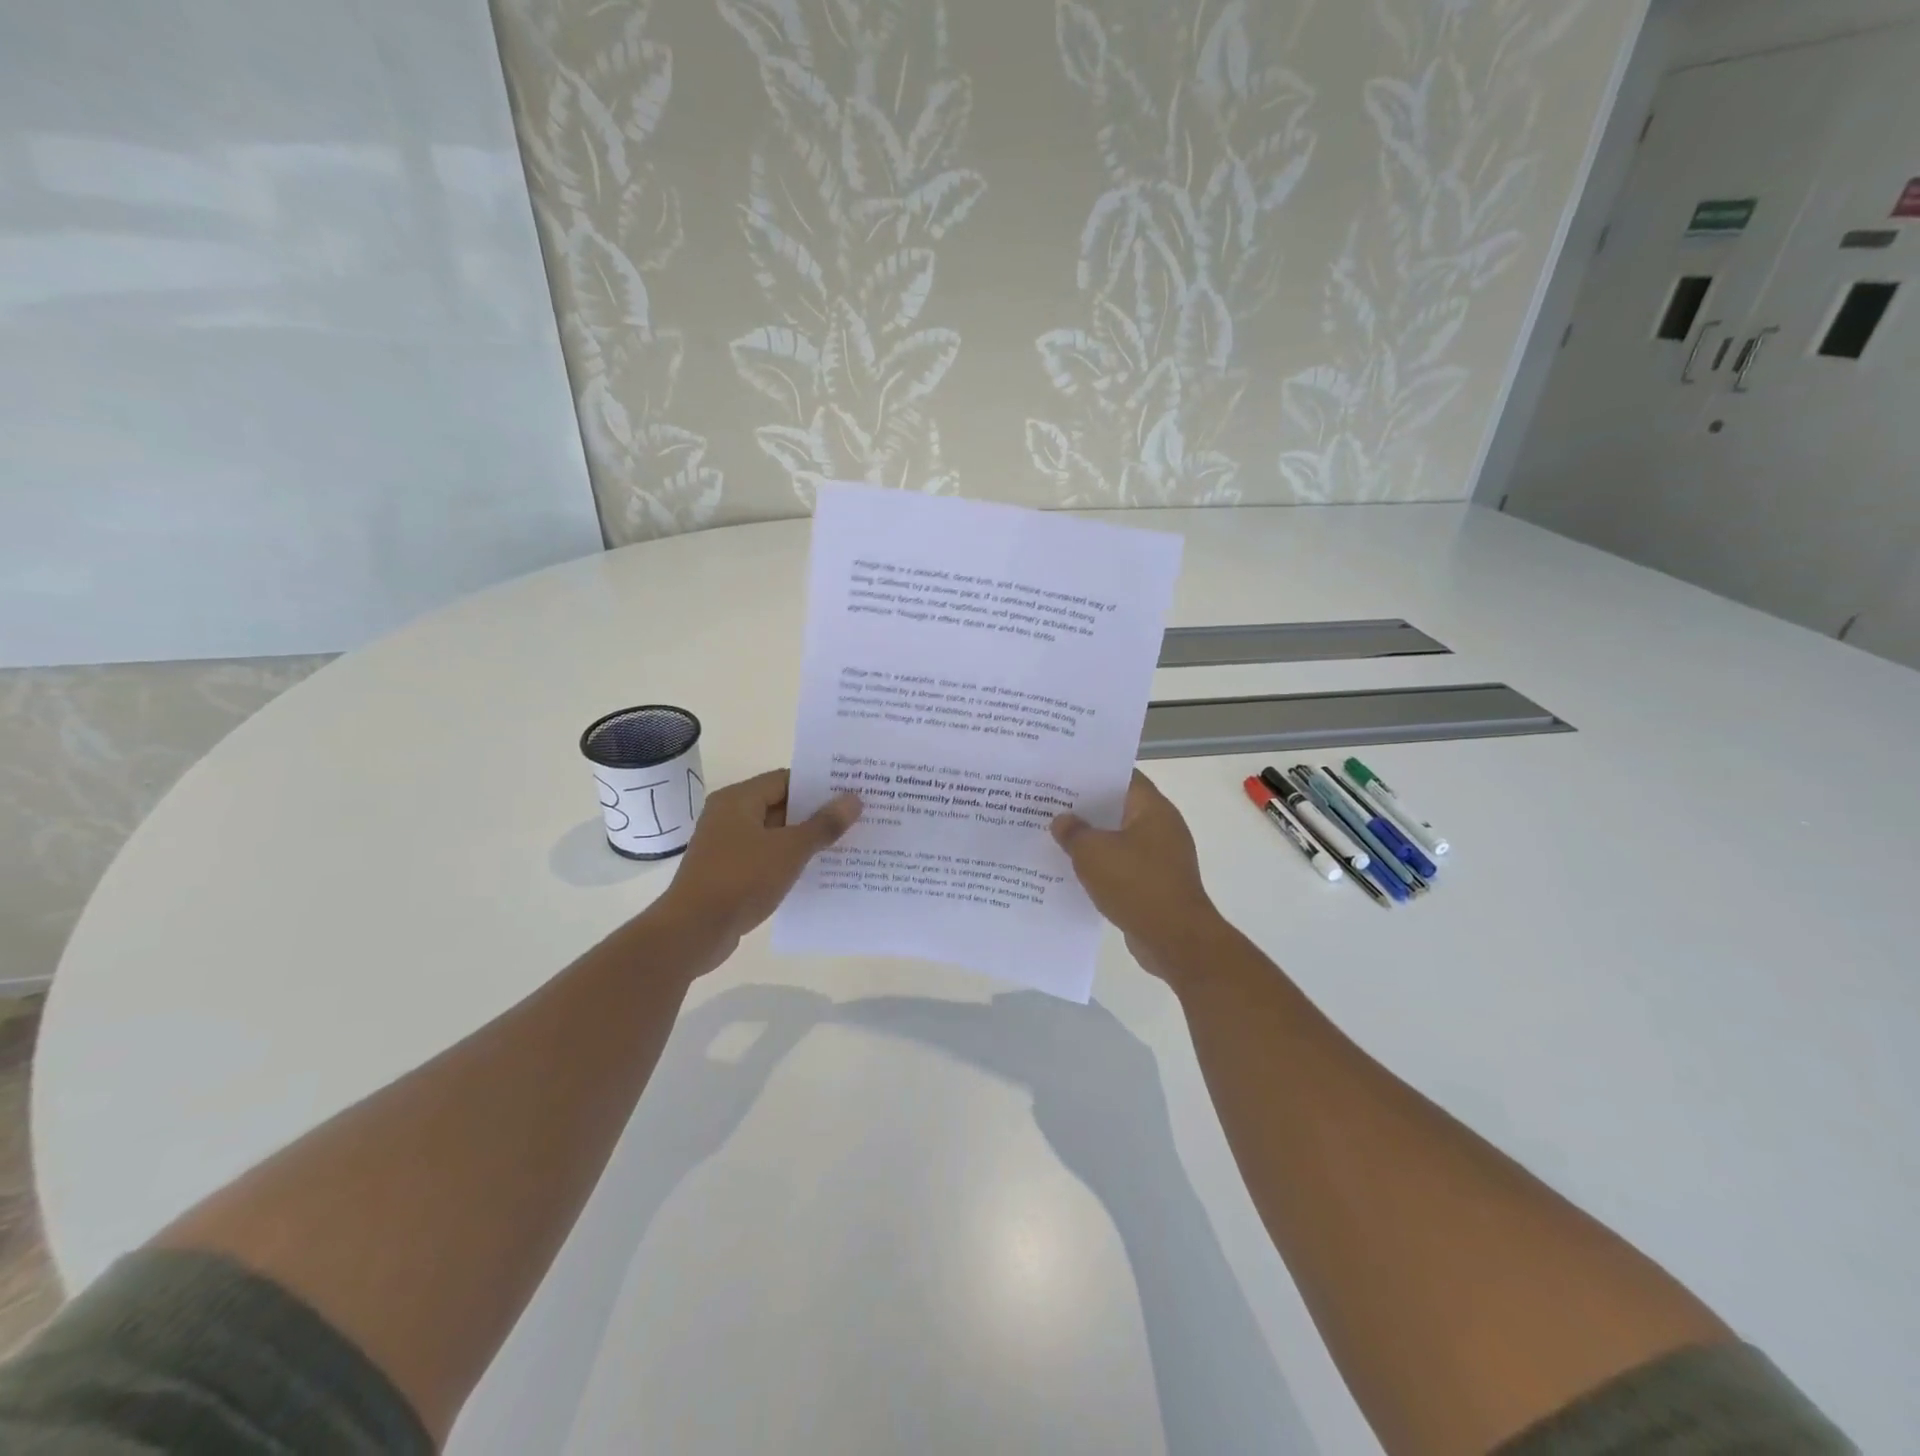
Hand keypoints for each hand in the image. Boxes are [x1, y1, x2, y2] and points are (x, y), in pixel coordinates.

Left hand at [655, 770, 859, 955]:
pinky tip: (818, 872)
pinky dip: (789, 862)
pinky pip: (766, 858)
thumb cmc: (741, 879)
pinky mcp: (728, 874)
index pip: (786, 780)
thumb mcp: (790, 850)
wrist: (693, 931)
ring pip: (775, 835)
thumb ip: (823, 824)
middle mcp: (729, 816)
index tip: (851, 791)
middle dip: (816, 814)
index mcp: (738, 800)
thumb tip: (854, 799)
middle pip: (780, 806)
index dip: (819, 785)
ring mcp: (727, 847)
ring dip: (805, 840)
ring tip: (845, 844)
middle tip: (856, 817)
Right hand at [1051, 771, 1225, 984]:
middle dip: (1086, 808)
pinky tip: (1075, 872)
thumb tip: (1062, 820)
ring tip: (1056, 838)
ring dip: (1093, 840)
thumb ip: (1073, 832)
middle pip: (1119, 808)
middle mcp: (1162, 827)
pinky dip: (1102, 867)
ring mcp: (1162, 857)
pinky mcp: (1157, 884)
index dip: (1092, 774)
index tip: (1062, 776)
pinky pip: (1124, 866)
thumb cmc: (1136, 884)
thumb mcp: (1092, 853)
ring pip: (1119, 839)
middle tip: (1050, 806)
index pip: (1122, 777)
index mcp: (1152, 808)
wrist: (1176, 941)